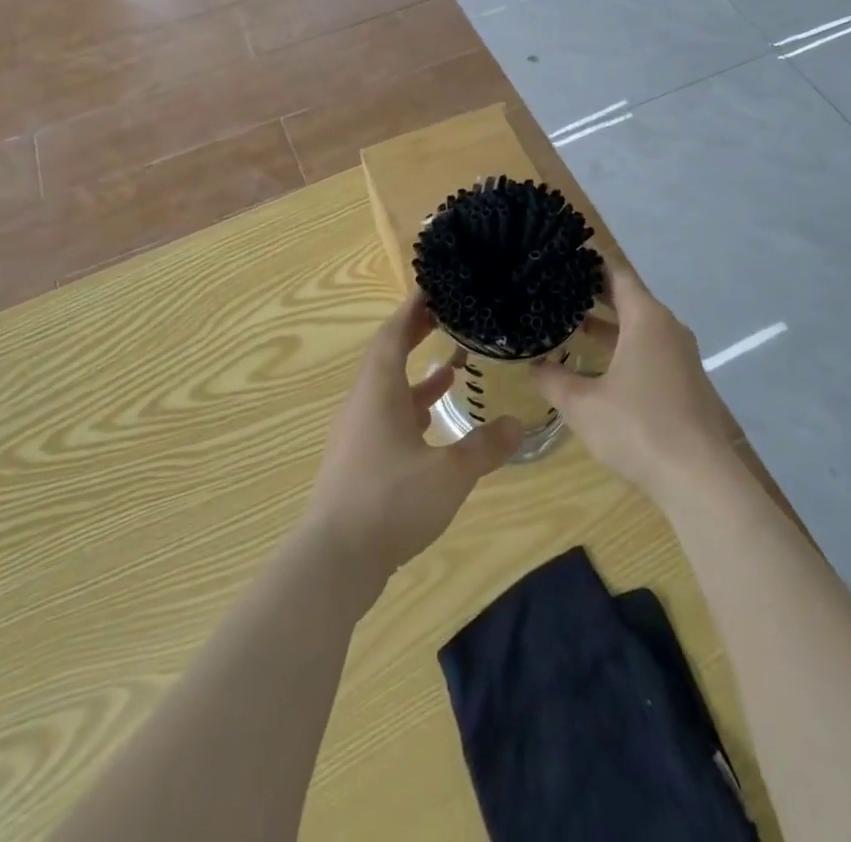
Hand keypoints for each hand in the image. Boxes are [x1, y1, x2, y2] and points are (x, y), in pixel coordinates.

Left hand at [302, 289, 523, 584]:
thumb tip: (517, 424)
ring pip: (388, 390)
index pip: (393, 333)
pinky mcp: (358, 461)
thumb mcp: (448, 474)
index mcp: (379, 391)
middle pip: (388, 356)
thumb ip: (484, 447)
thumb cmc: (389, 502)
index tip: (433, 287)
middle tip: (447, 315)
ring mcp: (357, 434)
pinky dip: (411, 410)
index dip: (412, 308)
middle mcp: (364, 403)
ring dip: (416, 375)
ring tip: (452, 367)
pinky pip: (387, 418)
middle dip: (415, 334)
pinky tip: (433, 424)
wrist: (333, 561)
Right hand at [535, 265, 735, 504]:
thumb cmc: (637, 428)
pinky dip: (624, 345)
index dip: (591, 261)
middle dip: (595, 292)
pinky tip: (599, 364)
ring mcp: (681, 355)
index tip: (565, 252)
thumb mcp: (582, 404)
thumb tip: (533, 364)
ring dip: (608, 323)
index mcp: (647, 319)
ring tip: (571, 321)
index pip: (617, 273)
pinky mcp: (685, 380)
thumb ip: (553, 379)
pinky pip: (650, 348)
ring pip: (639, 326)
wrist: (699, 479)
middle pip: (629, 297)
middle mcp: (668, 328)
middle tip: (558, 285)